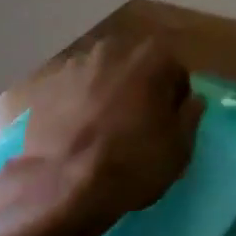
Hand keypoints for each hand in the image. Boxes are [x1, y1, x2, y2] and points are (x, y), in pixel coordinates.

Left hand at [14, 36, 205, 235]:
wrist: (63, 185)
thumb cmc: (132, 163)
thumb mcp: (179, 149)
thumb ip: (190, 117)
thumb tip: (192, 101)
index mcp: (151, 57)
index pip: (174, 72)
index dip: (174, 99)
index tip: (168, 124)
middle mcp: (112, 50)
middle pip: (133, 68)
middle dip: (137, 89)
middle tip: (135, 126)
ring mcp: (73, 65)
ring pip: (99, 77)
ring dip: (103, 95)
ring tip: (100, 132)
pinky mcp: (43, 85)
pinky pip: (69, 93)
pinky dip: (73, 106)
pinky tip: (73, 135)